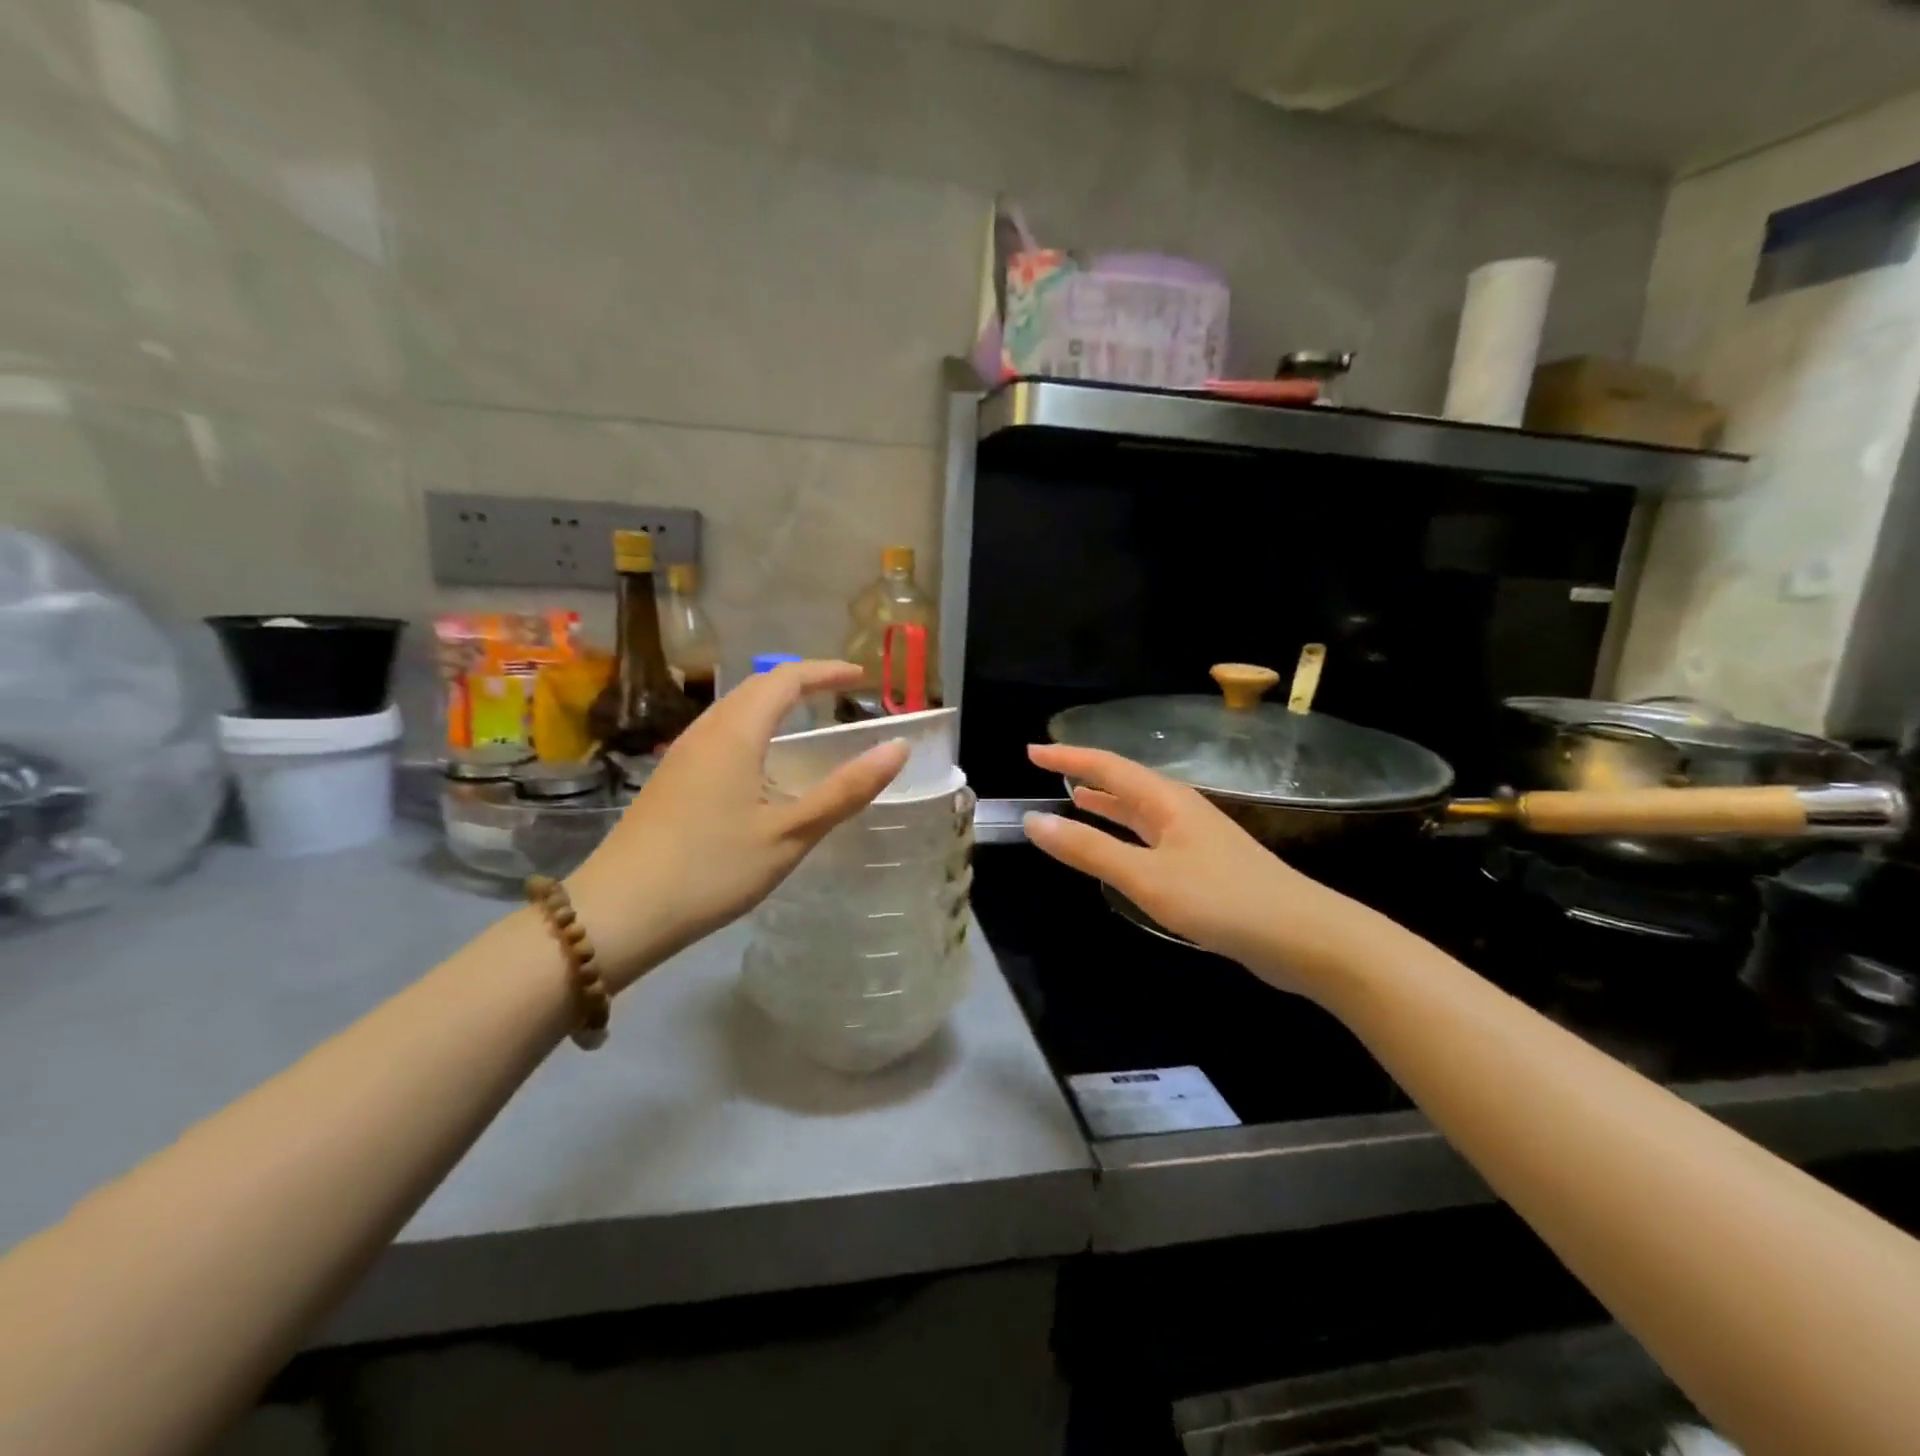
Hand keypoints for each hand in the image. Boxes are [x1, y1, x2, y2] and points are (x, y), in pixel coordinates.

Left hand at [568, 661, 907, 989]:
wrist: (617, 912)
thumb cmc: (712, 869)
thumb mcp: (790, 834)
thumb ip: (846, 790)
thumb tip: (897, 749)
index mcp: (736, 733)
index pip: (785, 678)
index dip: (825, 671)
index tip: (860, 677)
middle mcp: (705, 732)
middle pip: (755, 687)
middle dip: (800, 682)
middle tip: (838, 695)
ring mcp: (680, 755)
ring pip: (732, 710)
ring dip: (772, 704)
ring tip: (805, 722)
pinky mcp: (669, 780)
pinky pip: (718, 734)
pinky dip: (752, 729)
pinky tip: (760, 765)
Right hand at [1022, 743, 1387, 996]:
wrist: (1305, 937)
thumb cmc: (1223, 900)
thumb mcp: (1147, 877)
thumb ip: (1089, 849)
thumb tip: (1033, 821)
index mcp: (1166, 801)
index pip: (1107, 767)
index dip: (1068, 757)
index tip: (1031, 751)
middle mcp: (1180, 810)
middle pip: (1124, 782)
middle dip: (1085, 774)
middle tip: (1048, 769)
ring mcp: (1195, 838)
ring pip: (1139, 810)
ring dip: (1106, 802)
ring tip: (1074, 797)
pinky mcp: (1204, 866)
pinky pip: (1151, 837)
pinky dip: (1125, 833)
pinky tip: (1119, 848)